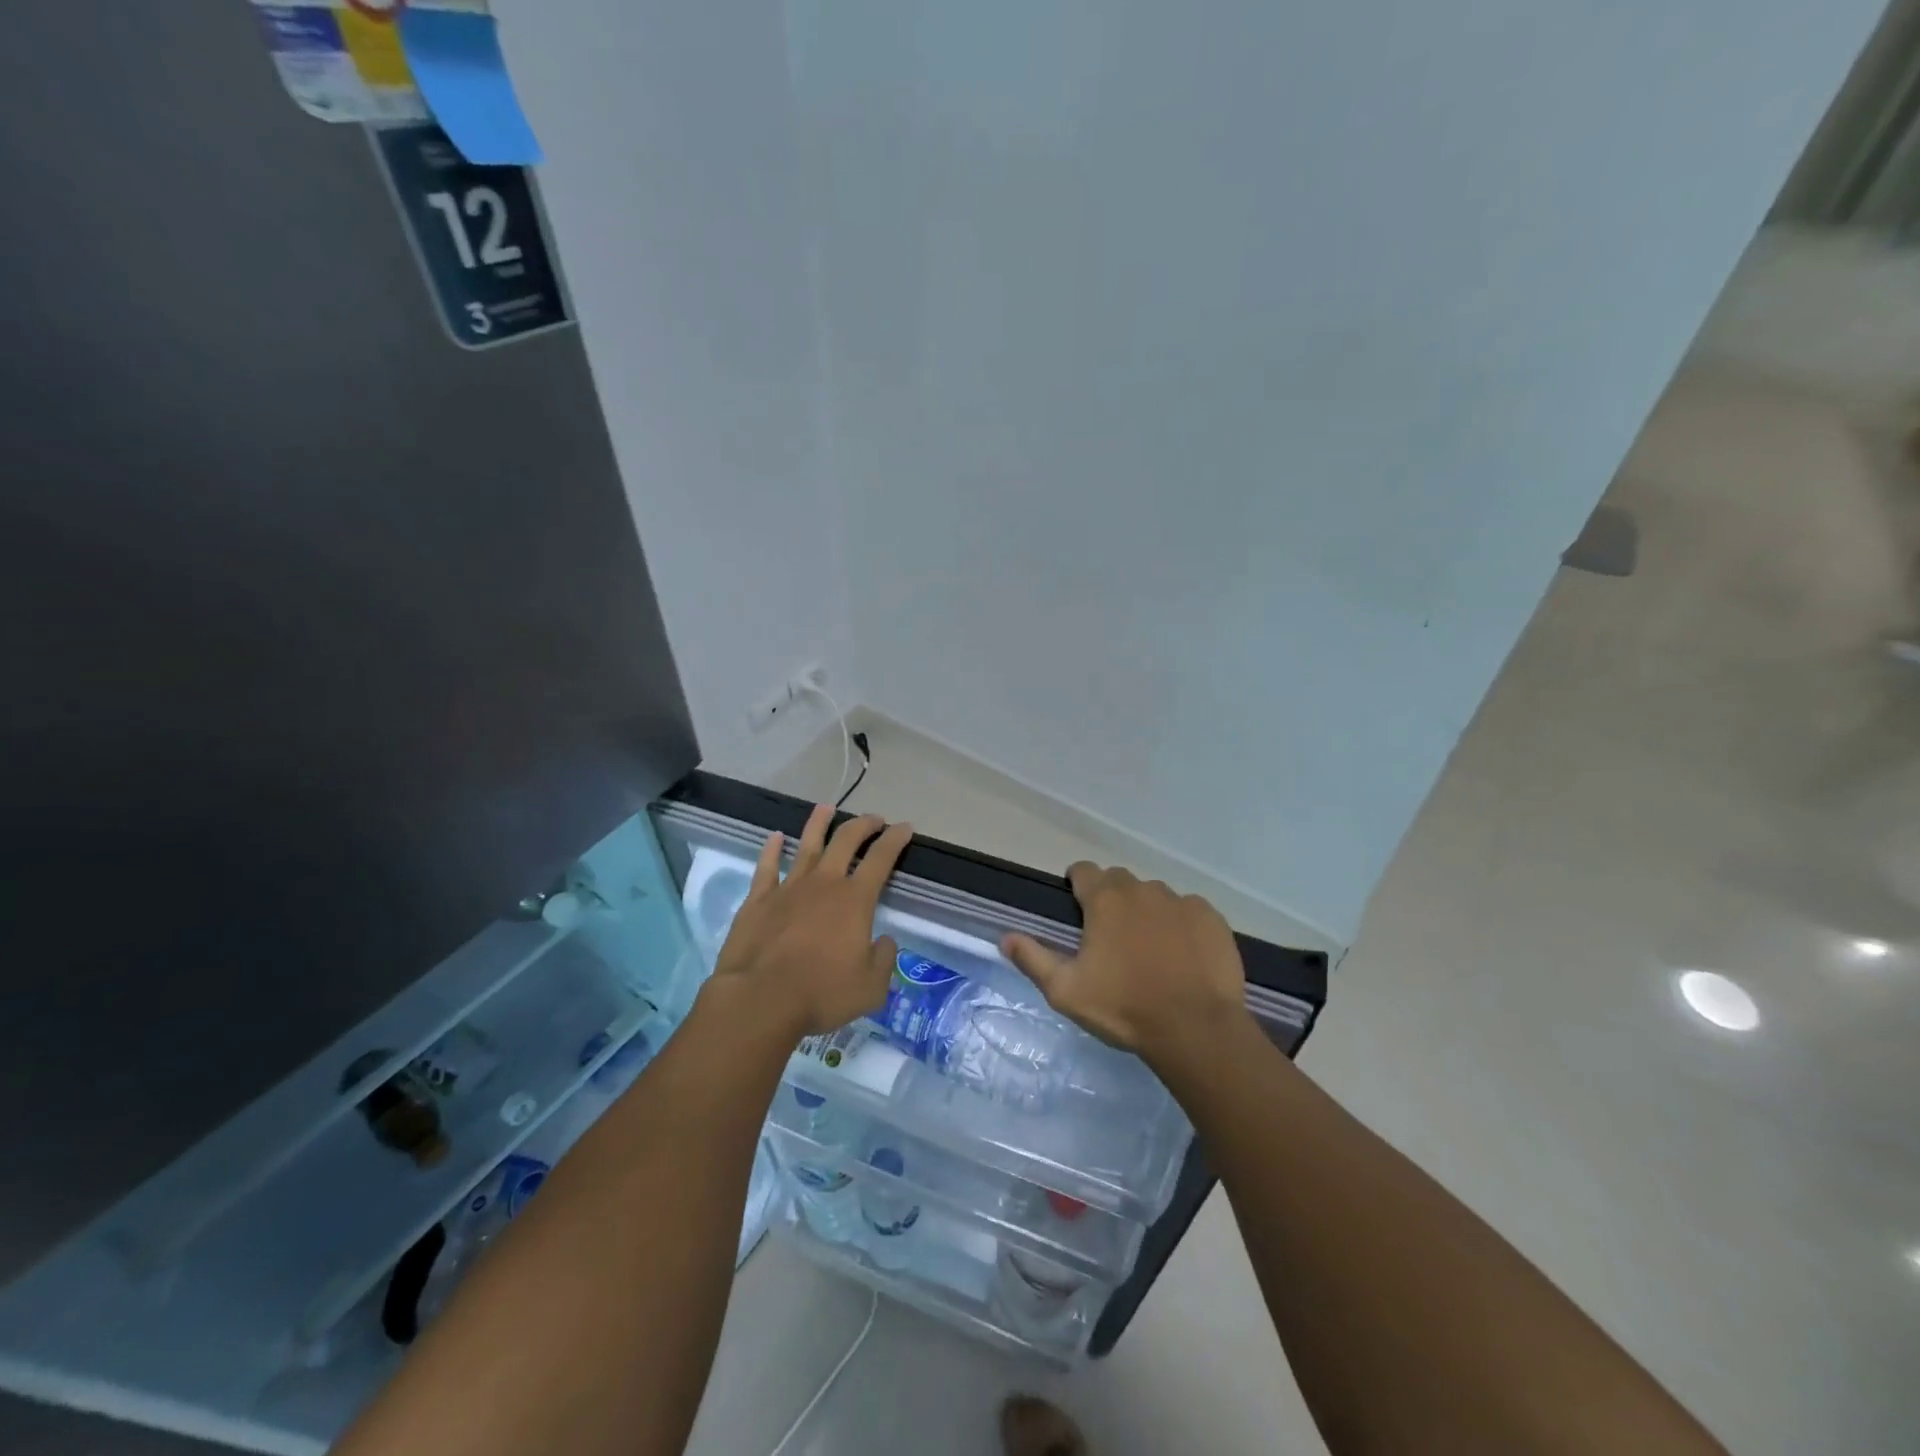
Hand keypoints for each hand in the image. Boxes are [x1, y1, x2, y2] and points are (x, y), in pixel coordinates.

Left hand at [711, 804, 912, 1037]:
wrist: (760, 999)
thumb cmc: (821, 993)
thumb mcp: (871, 987)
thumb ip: (883, 960)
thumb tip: (885, 941)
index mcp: (855, 900)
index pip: (881, 858)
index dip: (896, 839)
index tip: (905, 827)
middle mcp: (824, 883)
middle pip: (845, 841)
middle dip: (863, 824)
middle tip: (874, 818)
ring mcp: (789, 888)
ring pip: (806, 845)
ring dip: (819, 824)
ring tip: (826, 808)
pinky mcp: (759, 900)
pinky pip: (767, 867)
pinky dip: (771, 849)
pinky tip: (774, 837)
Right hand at [1001, 864, 1249, 1071]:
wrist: (1195, 1029)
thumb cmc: (1124, 1008)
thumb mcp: (1066, 991)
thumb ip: (1033, 959)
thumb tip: (1006, 937)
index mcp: (1105, 899)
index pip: (1083, 871)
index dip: (1076, 885)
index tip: (1077, 909)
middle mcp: (1142, 889)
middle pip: (1119, 881)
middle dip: (1110, 899)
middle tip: (1110, 937)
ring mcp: (1181, 901)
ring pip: (1154, 895)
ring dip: (1146, 912)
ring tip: (1149, 949)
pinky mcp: (1211, 918)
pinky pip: (1188, 911)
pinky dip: (1180, 925)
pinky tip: (1182, 955)